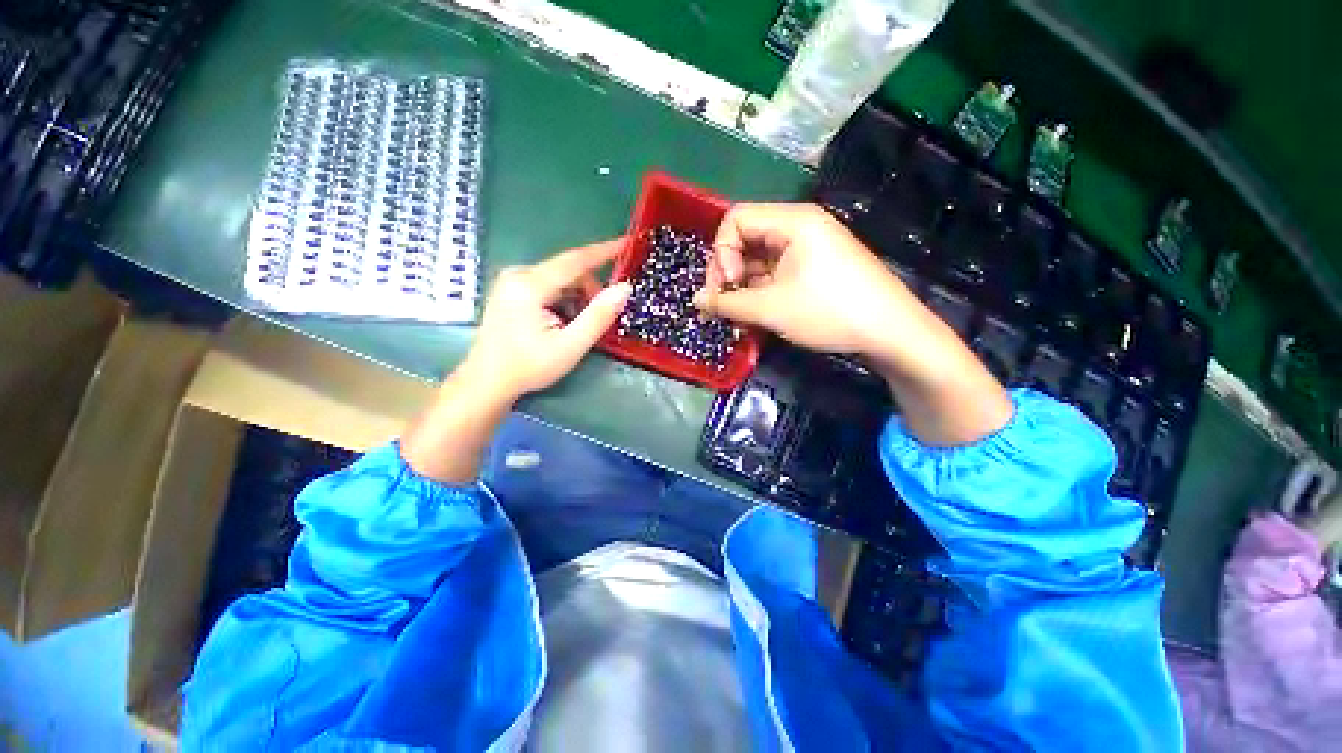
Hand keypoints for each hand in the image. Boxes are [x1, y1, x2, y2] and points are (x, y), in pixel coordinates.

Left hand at [463, 239, 631, 400]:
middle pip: (568, 272)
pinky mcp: (510, 290)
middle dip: (589, 291)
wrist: (487, 382)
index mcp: (530, 285)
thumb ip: (598, 317)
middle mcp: (518, 275)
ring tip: (575, 328)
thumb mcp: (570, 346)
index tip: (626, 243)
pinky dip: (563, 301)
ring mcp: (512, 281)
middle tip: (598, 320)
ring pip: (560, 280)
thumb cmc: (528, 367)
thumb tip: (624, 289)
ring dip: (577, 298)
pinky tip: (561, 323)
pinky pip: (548, 286)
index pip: (575, 260)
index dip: (603, 251)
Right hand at [694, 202, 1012, 445]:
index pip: (735, 219)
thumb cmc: (829, 312)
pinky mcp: (815, 267)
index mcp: (792, 221)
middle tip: (726, 306)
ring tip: (741, 317)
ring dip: (744, 287)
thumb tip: (696, 300)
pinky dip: (762, 291)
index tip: (727, 287)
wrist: (891, 332)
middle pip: (746, 238)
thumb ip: (727, 303)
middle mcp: (800, 226)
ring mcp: (809, 247)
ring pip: (760, 259)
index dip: (721, 253)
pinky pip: (777, 272)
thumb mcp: (771, 309)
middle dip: (729, 273)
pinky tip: (758, 315)